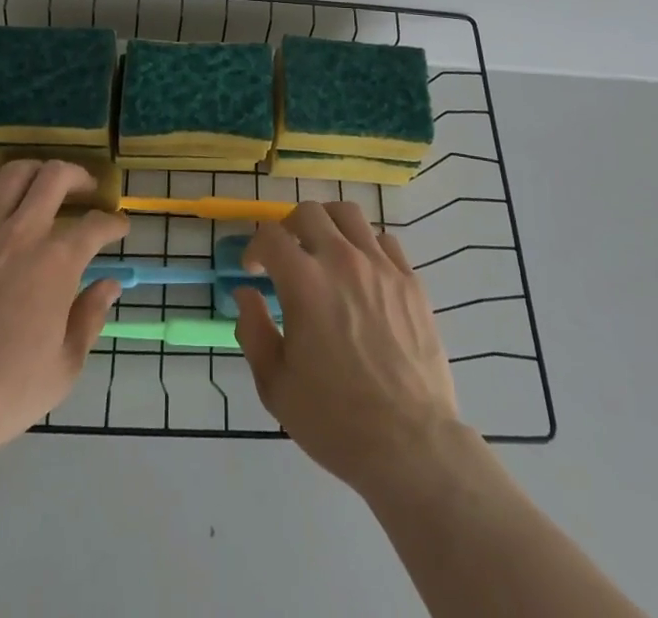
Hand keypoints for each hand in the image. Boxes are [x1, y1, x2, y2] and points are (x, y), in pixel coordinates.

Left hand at [0, 160, 128, 461]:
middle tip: (86, 190)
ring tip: (43, 182)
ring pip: (12, 174)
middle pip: (55, 178)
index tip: (119, 227)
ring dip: (36, 170)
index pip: (94, 225)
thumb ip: (90, 318)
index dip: (113, 223)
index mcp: (56, 264)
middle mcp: (21, 235)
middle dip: (79, 177)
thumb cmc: (4, 394)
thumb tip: (109, 284)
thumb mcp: (64, 368)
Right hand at [234, 201, 460, 493]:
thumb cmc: (335, 420)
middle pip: (309, 212)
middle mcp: (342, 260)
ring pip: (349, 215)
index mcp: (304, 282)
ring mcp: (381, 267)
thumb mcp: (276, 385)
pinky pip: (385, 241)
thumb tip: (245, 294)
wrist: (410, 446)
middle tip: (287, 256)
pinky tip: (363, 273)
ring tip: (324, 250)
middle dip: (289, 227)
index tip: (254, 270)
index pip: (271, 236)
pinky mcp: (411, 282)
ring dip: (328, 225)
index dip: (255, 248)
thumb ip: (253, 331)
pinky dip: (366, 246)